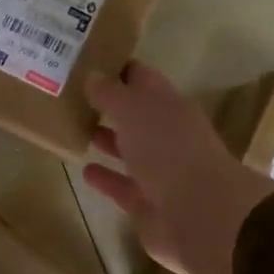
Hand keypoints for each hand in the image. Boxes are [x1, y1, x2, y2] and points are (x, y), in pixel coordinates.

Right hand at [83, 62, 273, 273]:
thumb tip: (92, 76)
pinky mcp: (149, 205)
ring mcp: (161, 173)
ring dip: (108, 141)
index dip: (120, 70)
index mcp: (170, 106)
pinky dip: (106, 179)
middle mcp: (168, 136)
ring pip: (131, 152)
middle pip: (137, 116)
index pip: (143, 79)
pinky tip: (85, 170)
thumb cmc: (167, 148)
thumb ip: (110, 92)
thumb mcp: (133, 109)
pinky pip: (123, 187)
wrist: (197, 212)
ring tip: (77, 130)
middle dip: (112, 107)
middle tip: (76, 97)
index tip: (91, 61)